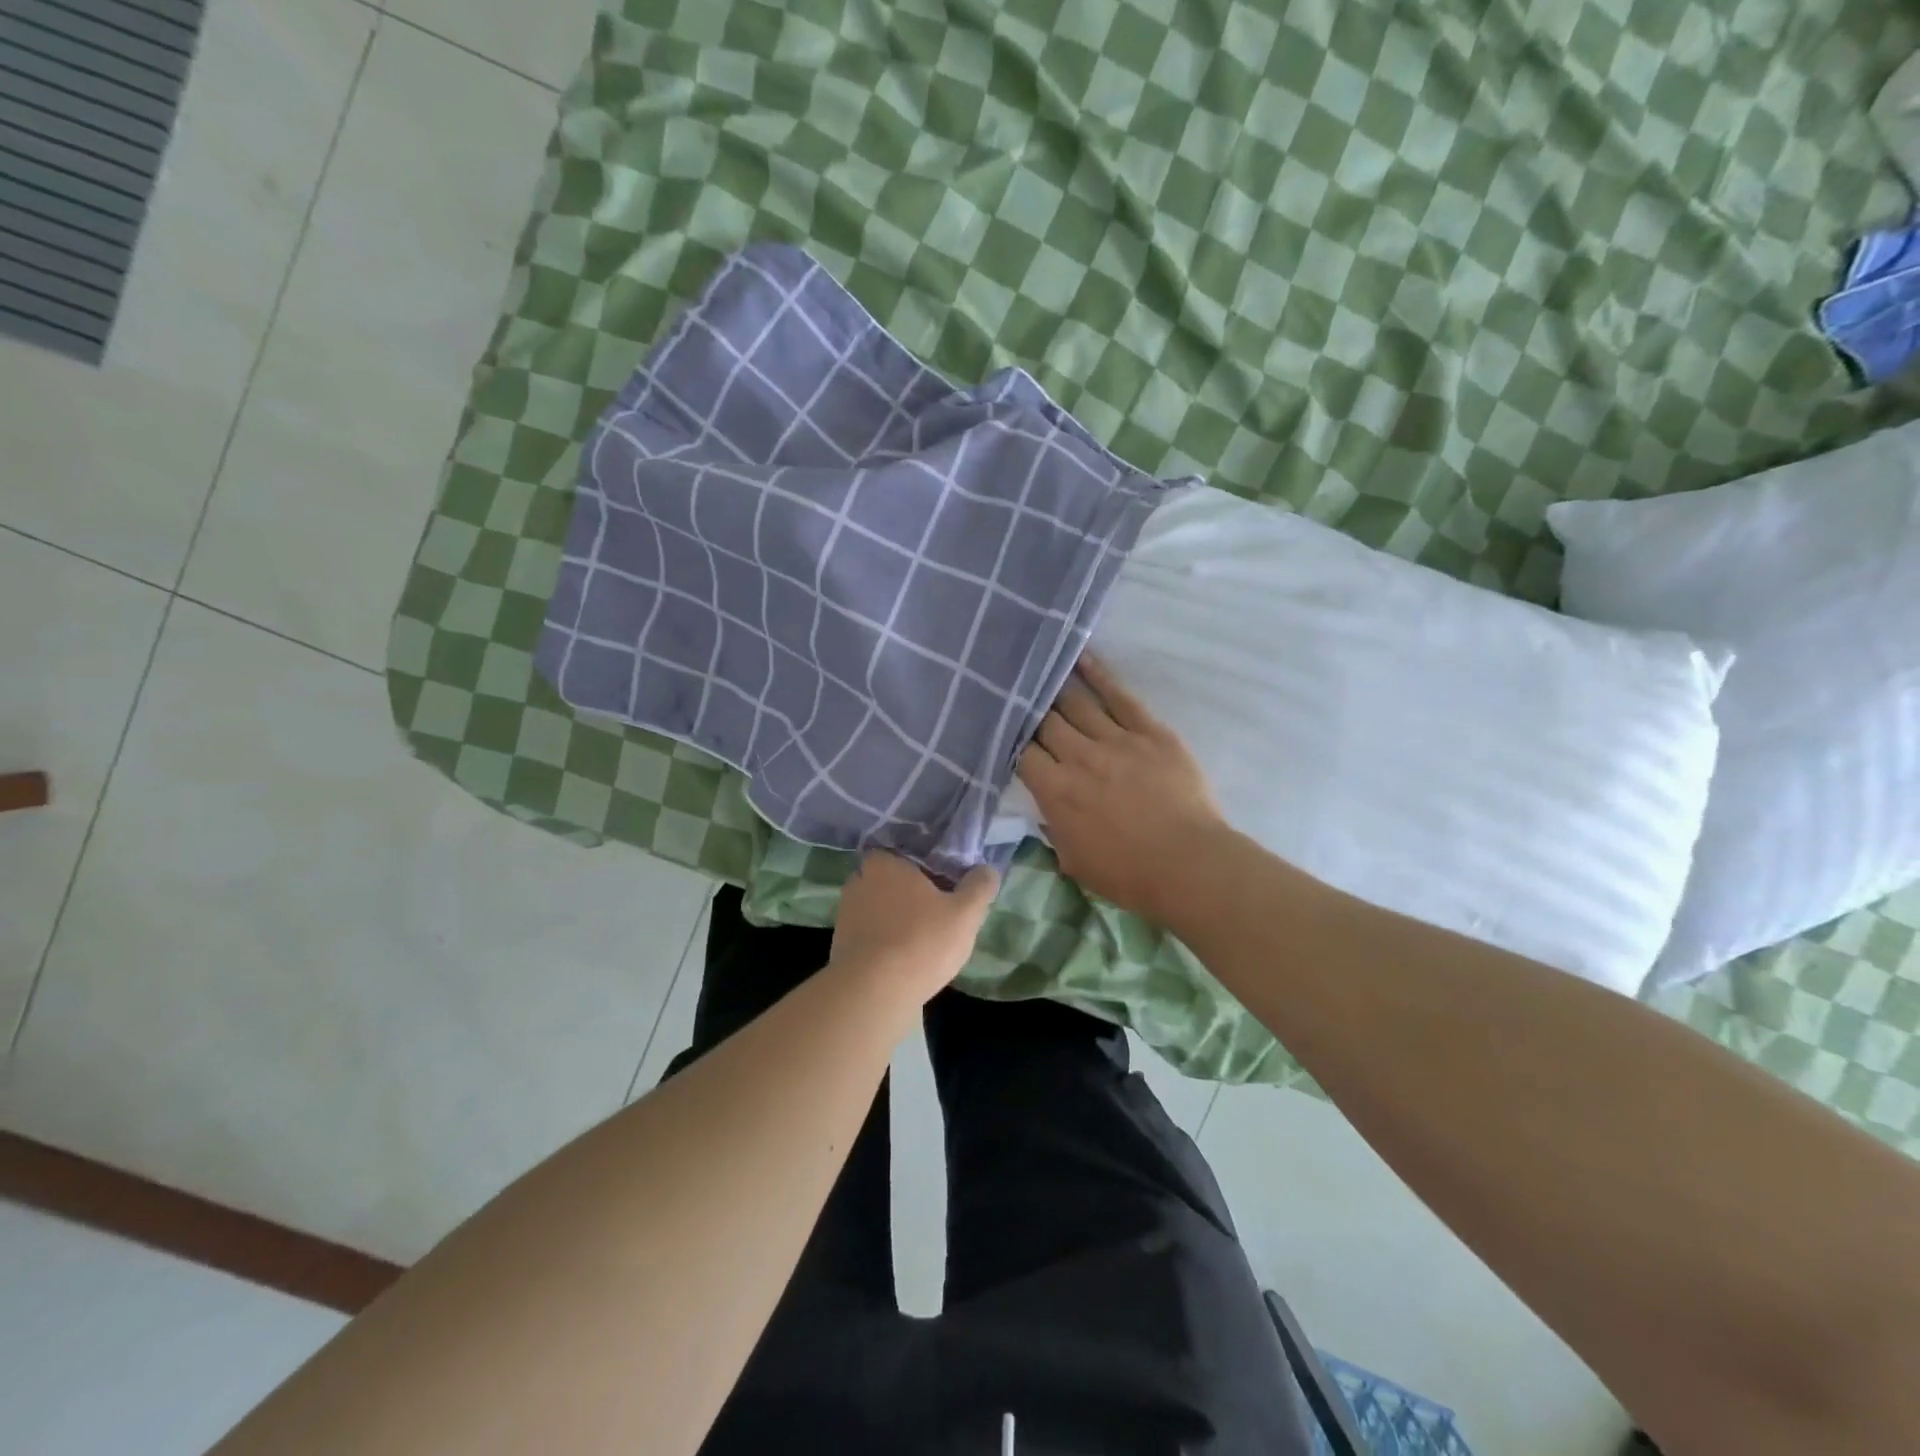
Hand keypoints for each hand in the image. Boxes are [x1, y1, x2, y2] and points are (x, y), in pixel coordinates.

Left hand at [830, 851, 998, 1000]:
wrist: (873, 992)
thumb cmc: (921, 941)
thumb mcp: (965, 913)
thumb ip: (979, 887)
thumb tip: (988, 869)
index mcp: (885, 864)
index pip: (897, 852)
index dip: (916, 864)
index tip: (936, 878)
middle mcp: (859, 882)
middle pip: (884, 879)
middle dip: (903, 891)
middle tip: (930, 907)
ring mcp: (845, 915)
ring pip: (874, 907)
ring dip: (891, 917)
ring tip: (918, 935)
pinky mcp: (840, 946)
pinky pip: (866, 934)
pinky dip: (880, 941)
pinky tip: (900, 958)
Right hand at [1017, 655, 1226, 924]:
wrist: (1189, 865)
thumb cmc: (1129, 874)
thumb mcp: (1074, 862)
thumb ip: (1053, 830)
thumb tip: (1046, 812)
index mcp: (1055, 791)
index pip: (1022, 754)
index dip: (1012, 741)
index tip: (1007, 733)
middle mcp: (1078, 757)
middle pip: (1045, 722)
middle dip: (1030, 710)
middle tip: (1021, 696)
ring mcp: (1115, 740)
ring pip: (1076, 704)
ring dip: (1056, 687)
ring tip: (1040, 668)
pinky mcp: (1149, 732)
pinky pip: (1119, 696)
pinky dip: (1099, 674)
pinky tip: (1082, 657)